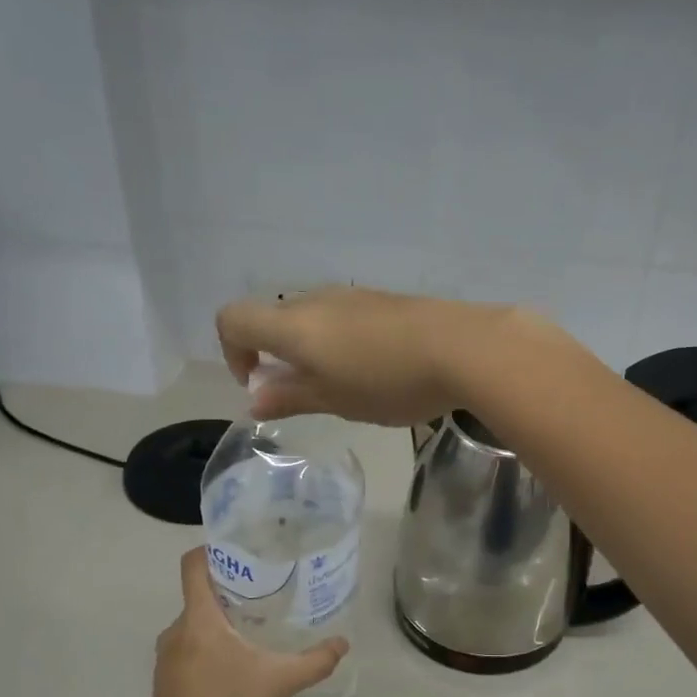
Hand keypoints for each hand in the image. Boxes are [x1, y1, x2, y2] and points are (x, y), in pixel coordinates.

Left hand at [145, 547, 349, 696]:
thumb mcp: (279, 682)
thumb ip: (314, 661)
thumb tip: (343, 643)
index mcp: (198, 618)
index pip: (193, 566)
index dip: (212, 549)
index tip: (242, 549)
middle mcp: (177, 630)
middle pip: (200, 593)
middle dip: (231, 588)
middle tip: (267, 589)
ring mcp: (167, 655)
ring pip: (196, 621)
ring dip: (222, 619)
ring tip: (257, 624)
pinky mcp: (167, 678)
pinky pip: (190, 645)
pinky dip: (211, 643)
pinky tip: (238, 661)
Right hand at [215, 286, 553, 425]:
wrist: (463, 347)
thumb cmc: (388, 381)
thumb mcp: (334, 400)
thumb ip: (290, 397)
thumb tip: (254, 400)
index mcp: (294, 324)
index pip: (233, 319)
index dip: (233, 352)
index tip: (259, 385)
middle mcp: (317, 300)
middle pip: (275, 319)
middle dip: (278, 357)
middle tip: (309, 396)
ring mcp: (354, 296)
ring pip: (314, 319)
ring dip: (314, 351)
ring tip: (348, 388)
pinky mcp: (386, 301)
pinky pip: (347, 319)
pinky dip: (344, 343)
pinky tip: (379, 371)